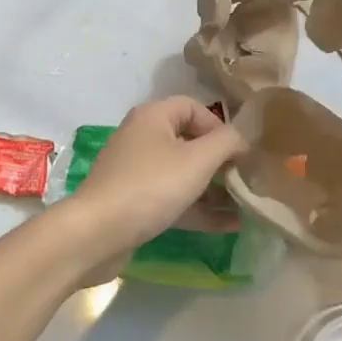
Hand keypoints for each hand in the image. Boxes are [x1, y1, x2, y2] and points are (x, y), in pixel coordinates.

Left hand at [66, 96, 248, 259]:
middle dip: (220, 161)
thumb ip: (228, 142)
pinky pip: (172, 198)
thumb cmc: (151, 186)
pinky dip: (198, 208)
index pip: (194, 107)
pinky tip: (228, 226)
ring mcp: (135, 171)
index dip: (220, 126)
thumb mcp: (198, 160)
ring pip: (182, 173)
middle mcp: (142, 137)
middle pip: (189, 141)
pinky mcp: (133, 202)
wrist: (97, 233)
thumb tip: (243, 140)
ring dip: (213, 188)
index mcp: (153, 116)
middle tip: (245, 179)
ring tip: (244, 205)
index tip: (240, 152)